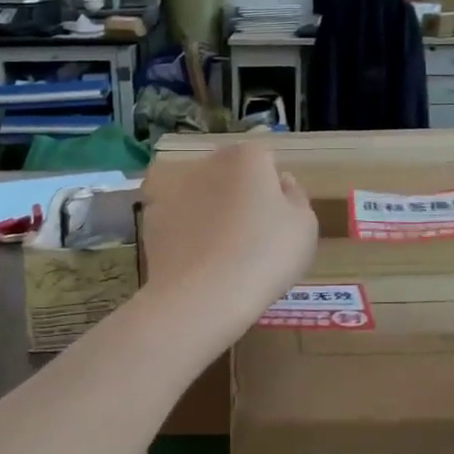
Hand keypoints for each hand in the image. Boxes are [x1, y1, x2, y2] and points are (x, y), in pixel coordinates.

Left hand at [141, 142, 317, 332]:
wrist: (202, 297)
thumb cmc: (264, 256)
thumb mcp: (304, 228)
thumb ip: (296, 198)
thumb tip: (281, 183)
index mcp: (247, 157)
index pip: (265, 161)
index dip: (272, 190)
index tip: (275, 220)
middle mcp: (206, 162)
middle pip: (228, 173)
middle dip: (237, 194)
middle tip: (249, 237)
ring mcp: (173, 188)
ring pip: (198, 193)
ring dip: (206, 209)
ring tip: (217, 251)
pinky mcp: (149, 217)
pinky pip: (174, 218)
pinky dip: (182, 231)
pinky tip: (193, 258)